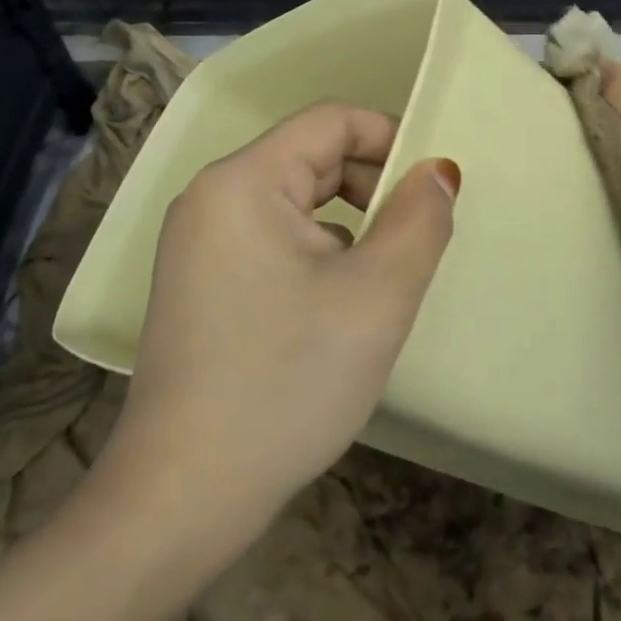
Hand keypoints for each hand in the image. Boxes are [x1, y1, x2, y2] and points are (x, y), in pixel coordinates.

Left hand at [94, 102, 459, 534]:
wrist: (182, 500)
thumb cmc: (287, 383)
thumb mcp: (376, 296)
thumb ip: (419, 220)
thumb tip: (437, 171)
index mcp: (242, 181)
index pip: (330, 121)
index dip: (389, 137)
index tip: (431, 186)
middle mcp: (211, 198)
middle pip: (311, 158)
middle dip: (371, 186)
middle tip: (415, 239)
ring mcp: (198, 243)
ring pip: (295, 203)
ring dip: (349, 224)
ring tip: (380, 278)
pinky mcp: (200, 283)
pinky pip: (272, 239)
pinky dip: (316, 253)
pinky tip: (337, 306)